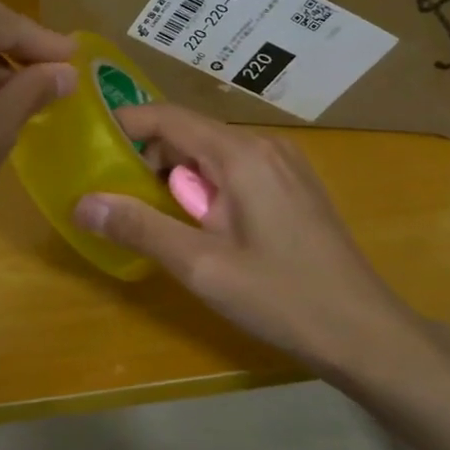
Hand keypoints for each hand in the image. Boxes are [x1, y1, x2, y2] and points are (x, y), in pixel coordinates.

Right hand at [73, 104, 431, 379]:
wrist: (366, 333)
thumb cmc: (282, 297)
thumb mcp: (201, 266)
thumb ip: (140, 228)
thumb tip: (83, 203)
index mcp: (241, 154)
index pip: (168, 116)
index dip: (124, 125)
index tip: (87, 146)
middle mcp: (264, 145)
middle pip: (189, 133)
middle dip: (147, 159)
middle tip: (115, 196)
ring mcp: (284, 164)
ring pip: (211, 153)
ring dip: (176, 177)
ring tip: (153, 217)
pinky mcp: (293, 186)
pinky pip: (235, 170)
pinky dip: (205, 187)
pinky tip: (199, 225)